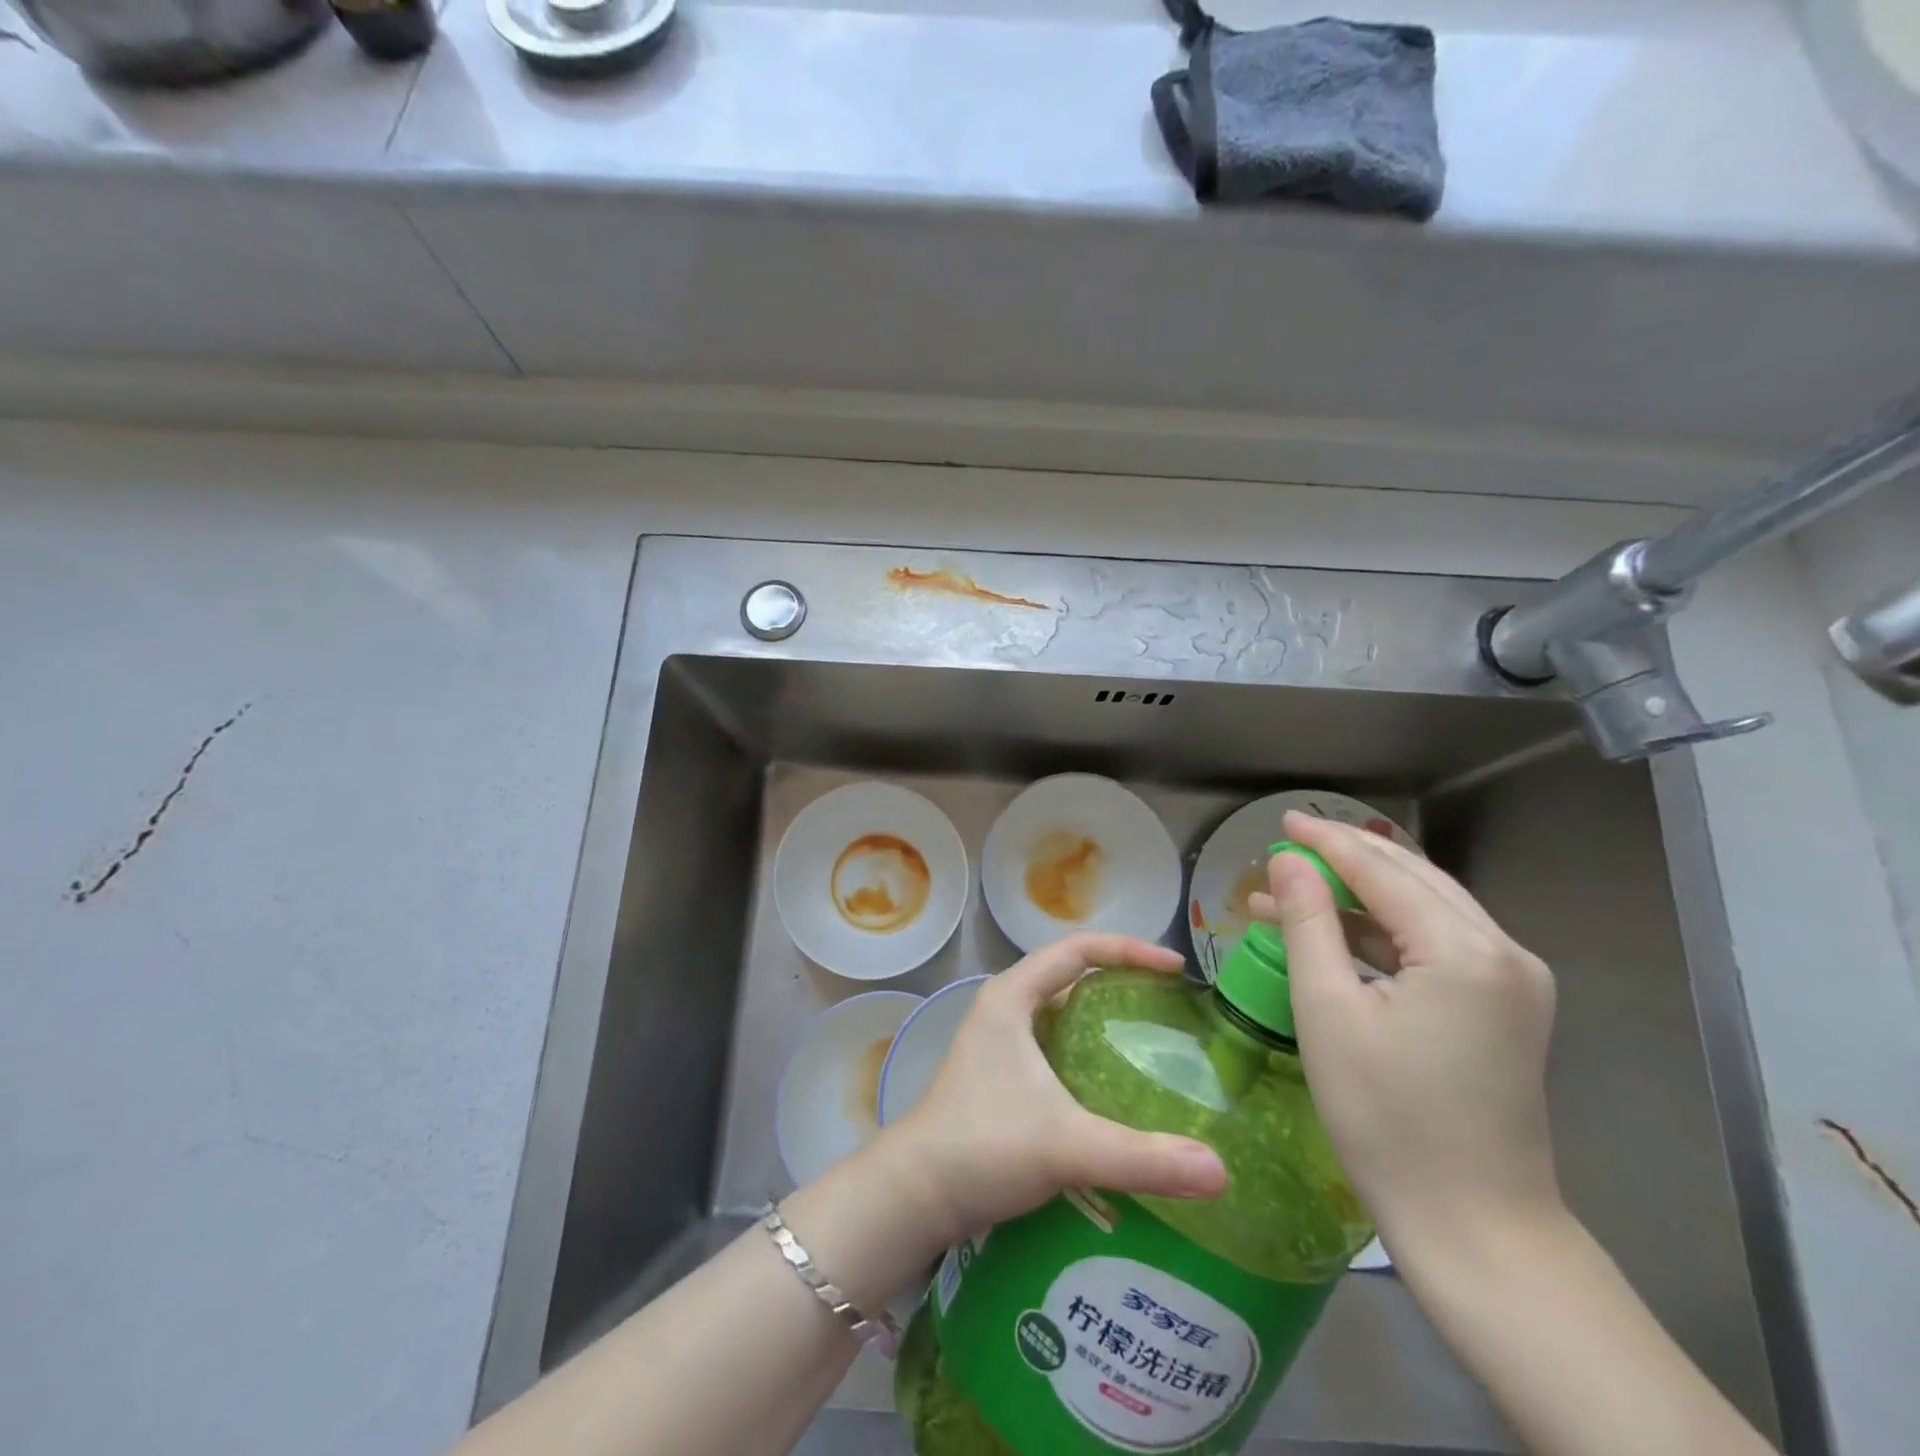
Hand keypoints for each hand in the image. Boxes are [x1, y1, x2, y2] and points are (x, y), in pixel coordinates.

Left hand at [881, 933, 1227, 1246]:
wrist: (915, 1192)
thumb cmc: (983, 1147)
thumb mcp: (1066, 1146)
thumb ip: (1142, 1158)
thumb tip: (1221, 1173)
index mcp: (1012, 996)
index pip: (1078, 950)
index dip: (1128, 950)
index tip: (1176, 969)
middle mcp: (1004, 1007)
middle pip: (1070, 972)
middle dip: (1120, 977)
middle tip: (1171, 1001)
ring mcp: (999, 1040)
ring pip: (1060, 1008)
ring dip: (1102, 1012)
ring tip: (1153, 1034)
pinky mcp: (999, 1072)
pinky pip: (1053, 1040)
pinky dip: (1087, 1045)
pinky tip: (1114, 1079)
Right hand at [1251, 812, 1562, 1255]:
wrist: (1475, 1226)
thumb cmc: (1387, 1119)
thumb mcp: (1328, 1011)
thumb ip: (1308, 923)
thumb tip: (1287, 860)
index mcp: (1464, 951)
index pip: (1383, 871)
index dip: (1327, 841)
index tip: (1281, 821)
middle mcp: (1504, 952)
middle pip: (1413, 878)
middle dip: (1346, 858)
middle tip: (1286, 845)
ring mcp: (1515, 981)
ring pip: (1427, 908)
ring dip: (1361, 896)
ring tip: (1293, 890)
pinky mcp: (1507, 1007)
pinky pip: (1439, 945)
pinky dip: (1386, 932)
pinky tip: (1337, 933)